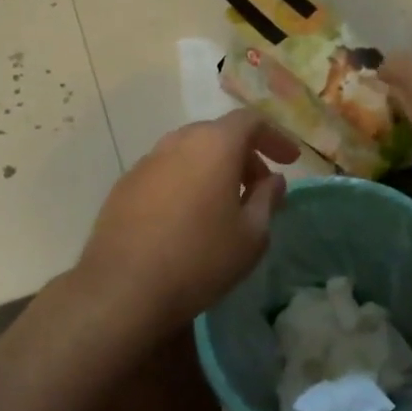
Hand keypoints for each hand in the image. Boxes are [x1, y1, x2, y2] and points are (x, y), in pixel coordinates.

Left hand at [74, 110, 298, 334]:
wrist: (123, 289)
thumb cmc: (200, 259)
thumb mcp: (251, 235)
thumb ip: (267, 199)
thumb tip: (273, 180)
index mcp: (214, 145)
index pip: (250, 121)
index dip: (275, 137)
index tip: (289, 161)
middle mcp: (178, 142)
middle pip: (218, 134)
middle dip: (243, 155)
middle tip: (258, 187)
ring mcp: (146, 162)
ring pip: (188, 152)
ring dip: (212, 168)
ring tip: (223, 204)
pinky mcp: (124, 185)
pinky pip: (165, 172)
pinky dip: (185, 182)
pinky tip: (187, 218)